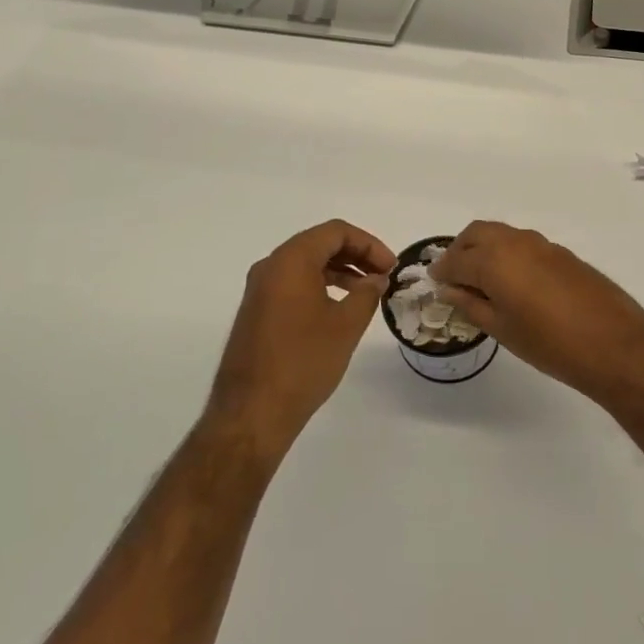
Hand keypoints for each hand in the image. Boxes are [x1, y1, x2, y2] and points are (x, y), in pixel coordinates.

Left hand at [209, 220, 394, 455]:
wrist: (252, 412)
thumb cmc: (304, 362)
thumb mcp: (346, 325)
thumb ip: (367, 294)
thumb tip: (376, 279)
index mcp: (290, 261)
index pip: (335, 232)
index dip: (369, 244)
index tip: (391, 266)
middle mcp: (270, 267)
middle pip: (319, 243)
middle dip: (355, 254)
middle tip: (383, 275)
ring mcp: (259, 290)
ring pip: (305, 264)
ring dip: (339, 270)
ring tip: (367, 291)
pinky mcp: (256, 312)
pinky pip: (292, 283)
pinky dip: (320, 285)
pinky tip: (339, 308)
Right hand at [430, 221, 643, 404]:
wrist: (615, 345)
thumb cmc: (550, 344)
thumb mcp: (503, 329)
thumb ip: (471, 305)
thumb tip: (449, 290)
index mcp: (494, 260)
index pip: (456, 260)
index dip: (442, 272)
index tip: (434, 283)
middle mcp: (516, 242)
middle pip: (477, 234)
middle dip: (460, 250)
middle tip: (454, 276)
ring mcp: (542, 244)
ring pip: (502, 235)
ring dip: (485, 249)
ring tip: (482, 280)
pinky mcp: (562, 253)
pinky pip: (524, 244)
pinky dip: (509, 254)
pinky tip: (514, 282)